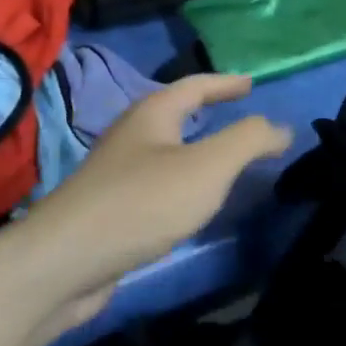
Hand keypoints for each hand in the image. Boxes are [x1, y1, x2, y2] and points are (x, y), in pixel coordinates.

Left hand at [20, 74, 291, 329]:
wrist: (65, 262)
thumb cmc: (142, 202)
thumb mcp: (207, 167)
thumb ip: (248, 141)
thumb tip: (280, 127)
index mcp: (152, 115)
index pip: (194, 86)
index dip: (225, 83)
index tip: (251, 84)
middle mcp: (131, 137)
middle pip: (174, 115)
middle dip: (206, 113)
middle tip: (238, 117)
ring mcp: (116, 175)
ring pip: (164, 152)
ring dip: (194, 150)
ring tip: (223, 161)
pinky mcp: (110, 211)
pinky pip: (155, 185)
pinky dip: (181, 184)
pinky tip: (191, 204)